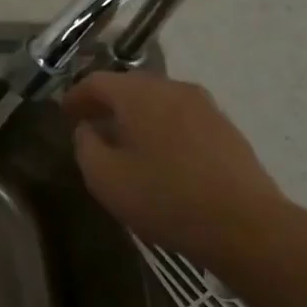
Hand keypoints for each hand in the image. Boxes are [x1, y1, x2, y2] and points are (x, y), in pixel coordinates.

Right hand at [60, 70, 289, 269]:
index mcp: (140, 95)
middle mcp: (173, 89)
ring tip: (122, 141)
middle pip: (130, 85)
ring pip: (158, 100)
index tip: (64, 115)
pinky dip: (160, 125)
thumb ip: (85, 145)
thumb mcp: (104, 177)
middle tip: (89, 125)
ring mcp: (205, 106)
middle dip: (106, 102)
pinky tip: (157, 154)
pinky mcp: (225, 128)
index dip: (75, 96)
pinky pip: (181, 116)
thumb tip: (87, 128)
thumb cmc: (163, 198)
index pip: (97, 81)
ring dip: (135, 114)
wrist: (243, 225)